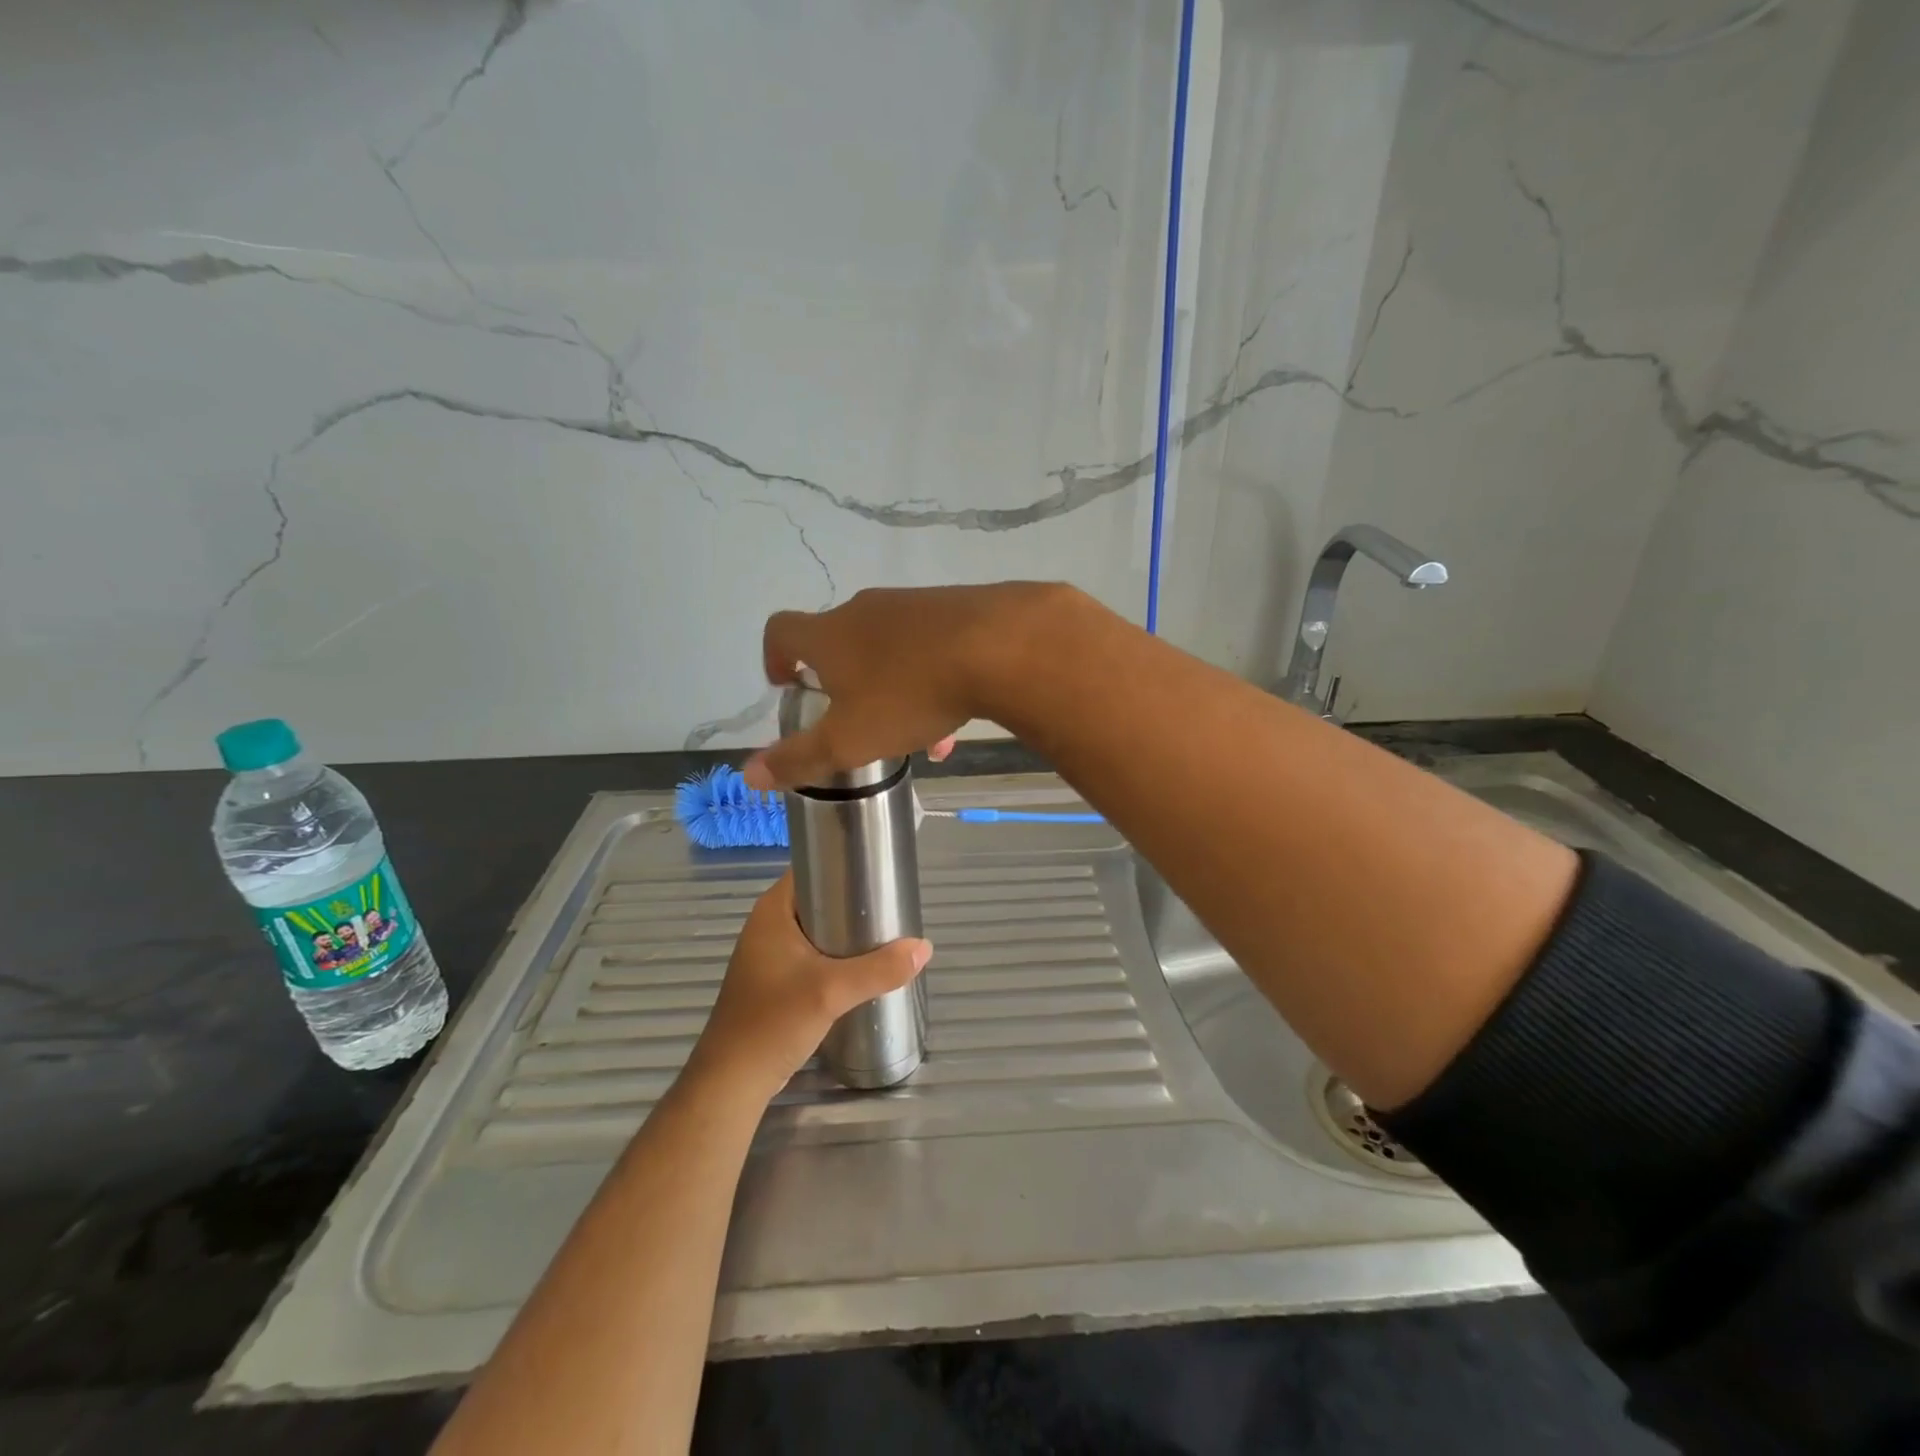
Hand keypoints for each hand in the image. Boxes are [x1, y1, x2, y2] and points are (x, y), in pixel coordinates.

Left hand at [689, 874, 932, 1100]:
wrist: (733, 1082)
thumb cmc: (773, 1022)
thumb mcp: (831, 992)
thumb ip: (879, 969)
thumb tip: (924, 947)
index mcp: (772, 911)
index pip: (811, 867)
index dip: (843, 863)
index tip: (879, 870)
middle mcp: (768, 925)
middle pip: (818, 898)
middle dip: (853, 901)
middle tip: (891, 905)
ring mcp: (769, 954)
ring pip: (817, 929)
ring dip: (846, 931)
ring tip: (885, 933)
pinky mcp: (775, 981)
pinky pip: (812, 954)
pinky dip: (836, 955)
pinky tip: (862, 967)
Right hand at [742, 582, 1067, 790]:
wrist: (999, 646)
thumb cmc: (908, 693)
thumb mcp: (849, 739)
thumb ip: (799, 758)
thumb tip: (749, 775)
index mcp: (831, 634)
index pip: (782, 631)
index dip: (775, 657)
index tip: (786, 685)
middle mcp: (867, 610)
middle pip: (841, 642)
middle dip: (843, 683)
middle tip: (855, 720)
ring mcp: (914, 605)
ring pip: (892, 651)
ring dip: (893, 691)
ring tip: (917, 738)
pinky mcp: (956, 608)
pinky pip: (931, 648)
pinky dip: (931, 681)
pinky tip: (954, 720)